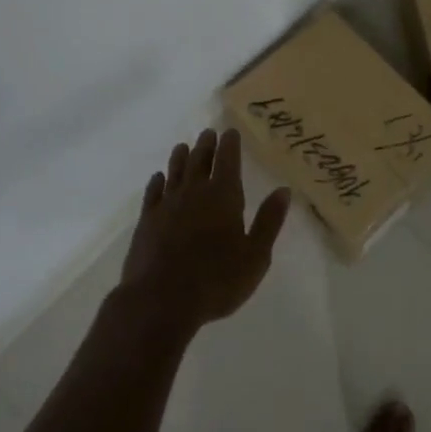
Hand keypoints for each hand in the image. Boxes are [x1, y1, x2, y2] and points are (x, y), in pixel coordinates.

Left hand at [118, 127, 292, 332]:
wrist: (160, 301)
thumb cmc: (216, 281)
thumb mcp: (255, 256)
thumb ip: (269, 221)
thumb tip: (284, 190)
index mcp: (223, 196)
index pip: (228, 160)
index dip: (230, 144)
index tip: (230, 131)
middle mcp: (194, 192)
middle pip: (200, 160)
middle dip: (206, 145)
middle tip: (208, 133)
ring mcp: (167, 205)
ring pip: (175, 172)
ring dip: (181, 157)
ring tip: (183, 146)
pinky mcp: (146, 221)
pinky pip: (152, 193)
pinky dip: (157, 182)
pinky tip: (158, 178)